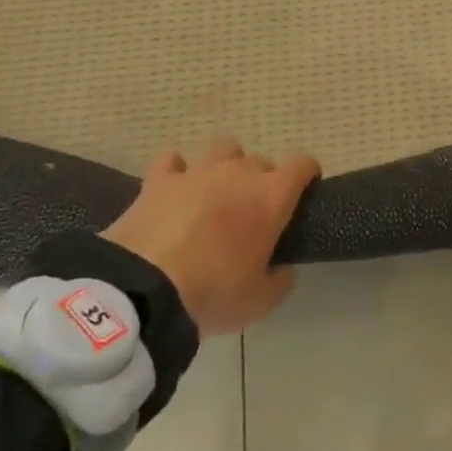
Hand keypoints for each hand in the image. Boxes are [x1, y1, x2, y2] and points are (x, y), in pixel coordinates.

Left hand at [101, 139, 318, 335]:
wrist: (143, 291)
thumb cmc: (212, 293)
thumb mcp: (260, 303)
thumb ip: (280, 280)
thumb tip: (282, 268)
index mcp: (271, 196)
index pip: (302, 164)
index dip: (307, 174)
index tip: (305, 192)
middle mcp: (239, 173)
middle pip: (262, 161)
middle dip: (262, 181)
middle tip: (252, 212)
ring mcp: (198, 171)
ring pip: (223, 148)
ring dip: (226, 164)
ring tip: (217, 190)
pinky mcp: (160, 179)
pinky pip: (173, 159)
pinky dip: (177, 168)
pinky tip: (176, 185)